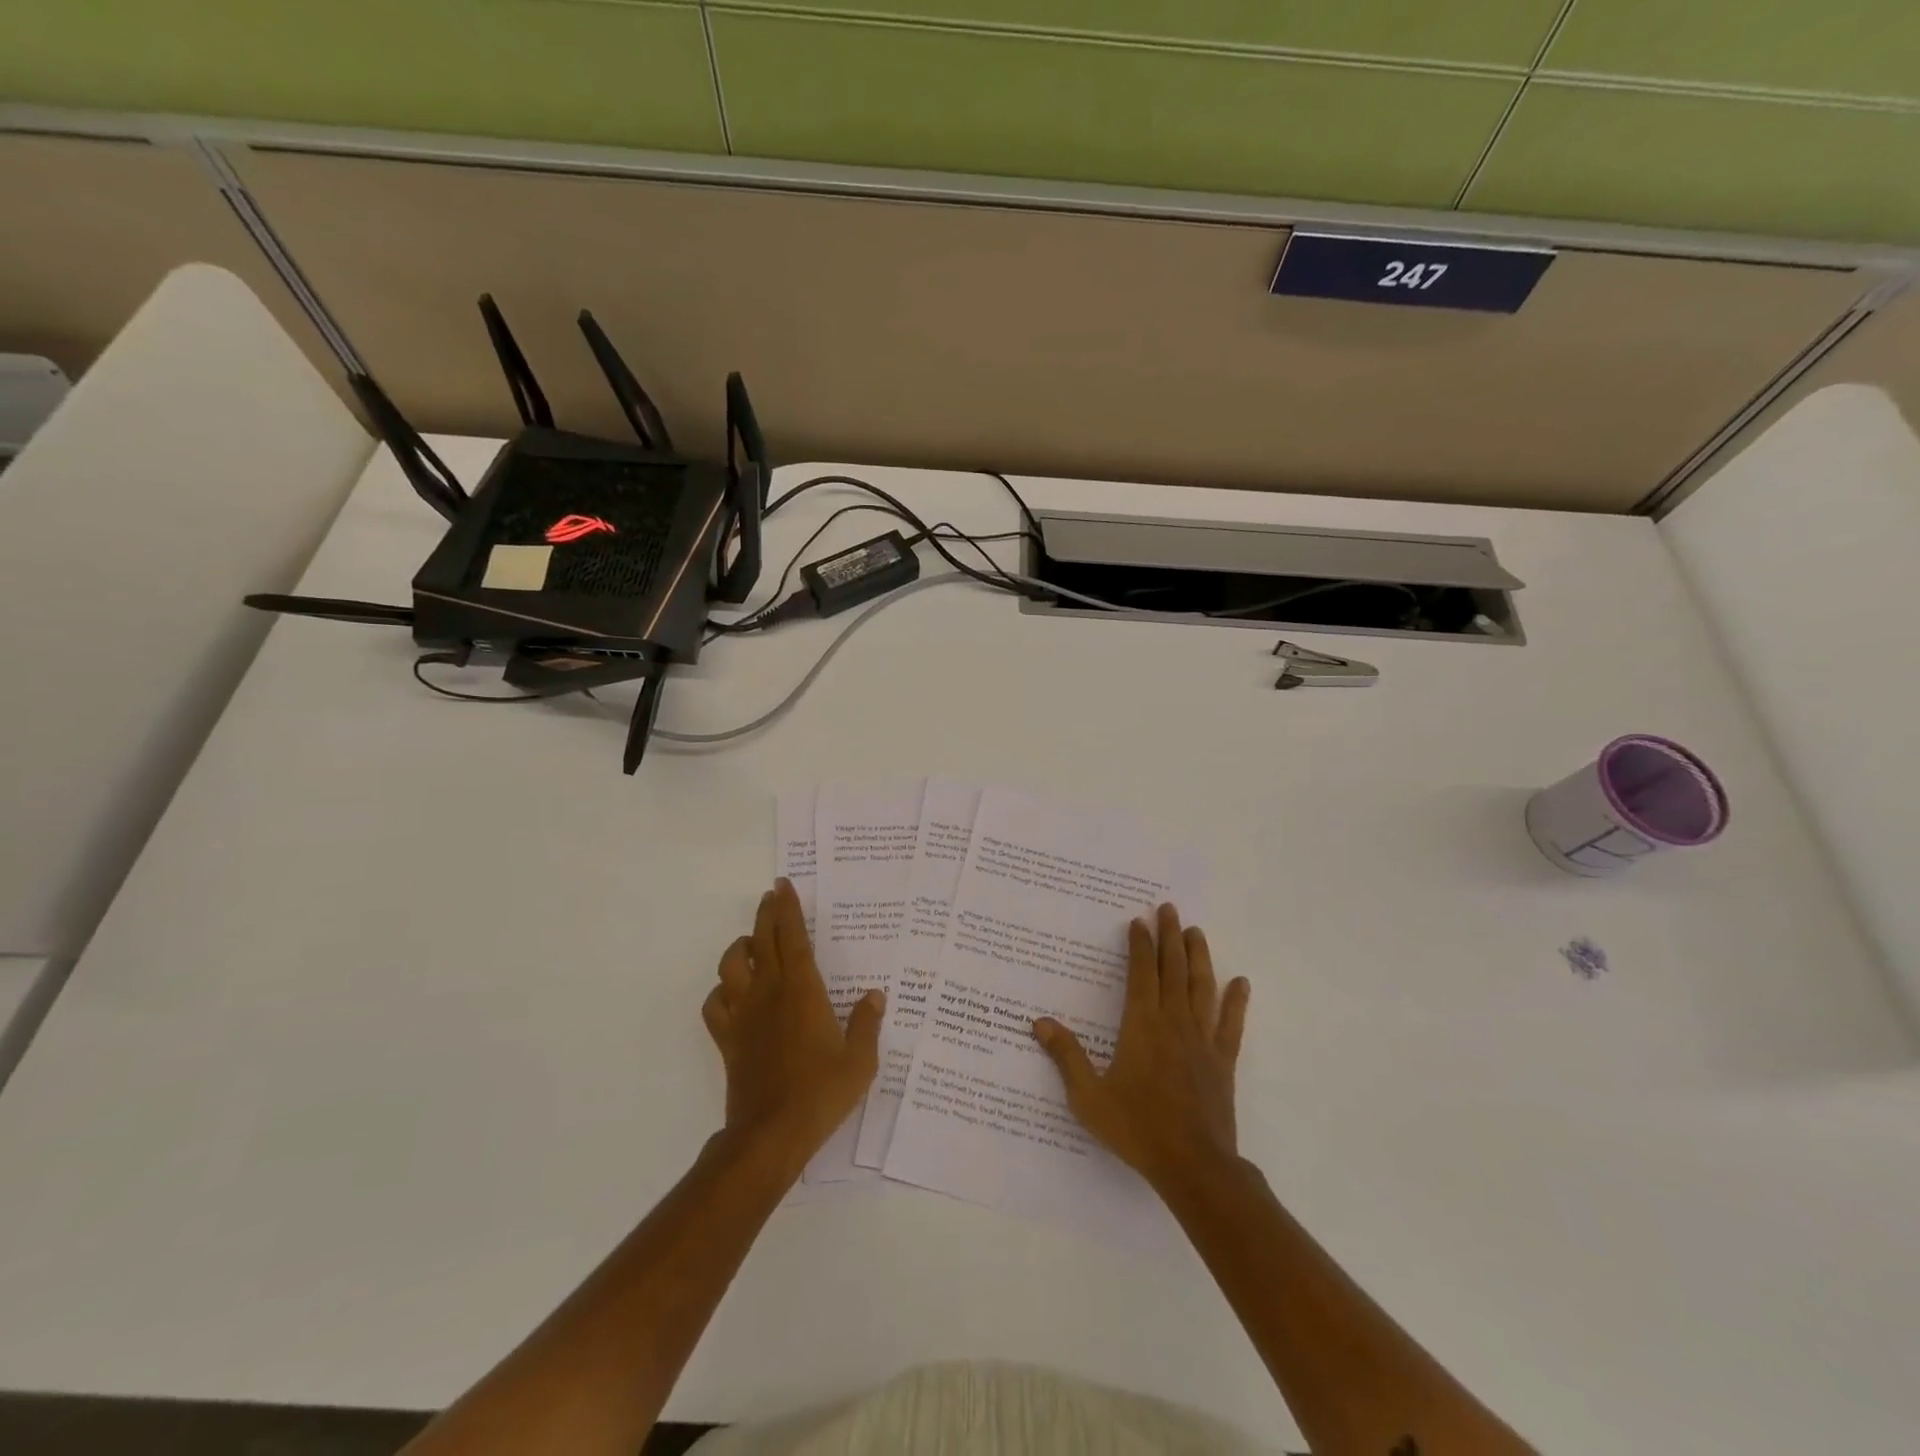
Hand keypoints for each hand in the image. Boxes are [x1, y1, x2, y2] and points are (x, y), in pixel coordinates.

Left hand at [702, 879, 883, 1173]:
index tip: (784, 886)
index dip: (788, 909)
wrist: (771, 1134)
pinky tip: (732, 993)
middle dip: (767, 914)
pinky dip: (721, 991)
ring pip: (731, 966)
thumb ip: (867, 1023)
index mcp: (803, 991)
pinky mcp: (728, 1039)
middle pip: (762, 942)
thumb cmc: (821, 1093)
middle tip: (772, 895)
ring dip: (740, 947)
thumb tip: (876, 995)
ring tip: (752, 942)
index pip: (793, 938)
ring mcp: (744, 1016)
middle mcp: (770, 994)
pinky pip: (715, 1004)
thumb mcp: (859, 1061)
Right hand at [1032, 903, 1249, 1193]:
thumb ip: (1066, 1056)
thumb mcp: (1089, 1096)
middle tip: (1169, 909)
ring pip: (1202, 988)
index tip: (1138, 922)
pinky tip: (1241, 983)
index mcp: (1141, 1026)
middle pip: (1173, 970)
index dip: (1140, 946)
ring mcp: (1202, 1041)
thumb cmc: (1137, 1128)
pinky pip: (1231, 1024)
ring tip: (1196, 932)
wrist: (1193, 1166)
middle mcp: (1173, 1023)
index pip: (1141, 974)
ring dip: (1199, 957)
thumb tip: (1039, 1022)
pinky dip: (1236, 1002)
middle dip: (1170, 937)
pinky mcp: (1223, 1061)